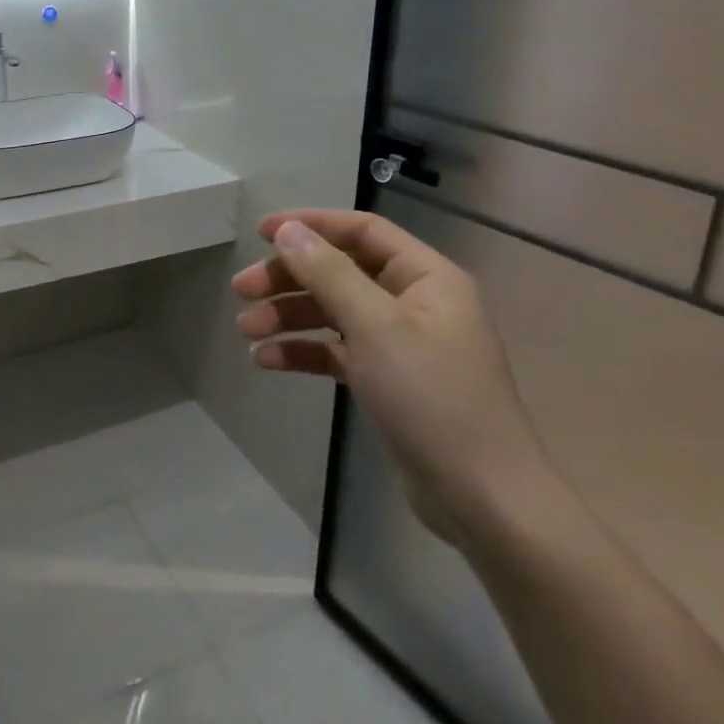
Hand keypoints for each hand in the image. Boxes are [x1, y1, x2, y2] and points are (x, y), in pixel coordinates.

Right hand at [233, 209, 555, 545]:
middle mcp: (415, 301)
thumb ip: (328, 273)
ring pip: (334, 312)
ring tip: (246, 331)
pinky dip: (304, 351)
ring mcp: (402, 343)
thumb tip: (288, 230)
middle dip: (289, 278)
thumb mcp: (375, 327)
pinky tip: (267, 361)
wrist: (482, 498)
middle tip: (241, 290)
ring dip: (289, 316)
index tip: (260, 233)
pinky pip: (338, 351)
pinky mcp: (388, 380)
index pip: (362, 230)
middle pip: (340, 271)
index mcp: (427, 277)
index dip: (311, 224)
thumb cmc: (431, 398)